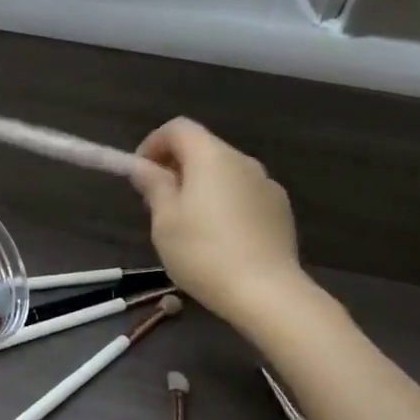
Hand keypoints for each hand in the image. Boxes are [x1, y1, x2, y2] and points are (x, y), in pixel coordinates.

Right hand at [130, 118, 312, 328]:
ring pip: (225, 173)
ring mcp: (267, 185)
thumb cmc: (203, 252)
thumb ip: (154, 186)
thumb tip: (144, 166)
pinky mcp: (280, 209)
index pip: (178, 128)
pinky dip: (224, 202)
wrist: (265, 291)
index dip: (153, 143)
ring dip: (201, 185)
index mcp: (211, 158)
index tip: (140, 173)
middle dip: (176, 166)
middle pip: (203, 148)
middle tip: (157, 201)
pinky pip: (243, 194)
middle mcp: (243, 161)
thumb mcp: (164, 220)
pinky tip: (218, 237)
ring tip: (187, 223)